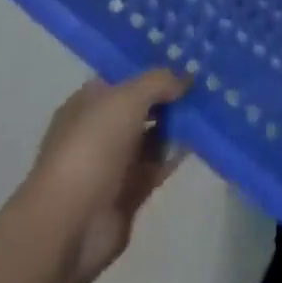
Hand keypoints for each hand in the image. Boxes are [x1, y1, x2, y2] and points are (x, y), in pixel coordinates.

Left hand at [17, 69, 189, 282]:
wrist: (69, 225)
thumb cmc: (92, 147)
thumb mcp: (127, 98)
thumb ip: (159, 82)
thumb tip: (186, 78)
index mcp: (89, 102)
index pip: (125, 77)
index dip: (153, 67)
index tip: (187, 57)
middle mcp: (100, 129)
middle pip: (141, 106)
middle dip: (170, 95)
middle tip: (207, 80)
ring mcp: (114, 163)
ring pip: (153, 135)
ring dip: (178, 123)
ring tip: (212, 104)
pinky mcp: (129, 193)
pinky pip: (159, 164)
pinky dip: (177, 153)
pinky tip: (202, 138)